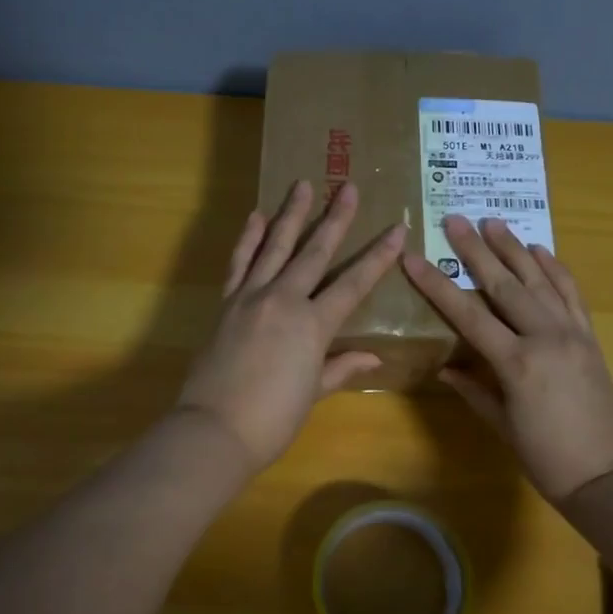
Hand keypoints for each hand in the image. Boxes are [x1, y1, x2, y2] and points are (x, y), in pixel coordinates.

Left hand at [178, 180, 404, 471]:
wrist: (215, 429)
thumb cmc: (273, 419)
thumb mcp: (313, 393)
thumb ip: (341, 368)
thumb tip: (373, 358)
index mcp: (313, 325)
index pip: (353, 283)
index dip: (378, 257)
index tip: (397, 228)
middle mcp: (284, 301)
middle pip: (314, 252)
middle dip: (335, 218)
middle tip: (348, 186)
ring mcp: (251, 298)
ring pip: (275, 247)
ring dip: (291, 214)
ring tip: (303, 184)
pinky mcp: (226, 304)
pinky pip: (240, 264)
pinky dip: (248, 239)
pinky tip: (256, 216)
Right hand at [402, 216, 612, 502]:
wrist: (607, 476)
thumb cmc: (546, 458)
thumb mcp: (502, 425)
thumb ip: (474, 390)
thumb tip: (446, 368)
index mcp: (516, 363)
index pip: (467, 314)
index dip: (437, 286)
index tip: (413, 259)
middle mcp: (545, 337)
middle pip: (504, 284)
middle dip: (476, 250)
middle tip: (454, 219)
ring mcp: (572, 333)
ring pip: (539, 280)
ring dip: (514, 248)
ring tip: (493, 222)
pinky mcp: (590, 337)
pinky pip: (571, 294)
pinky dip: (555, 269)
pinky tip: (539, 250)